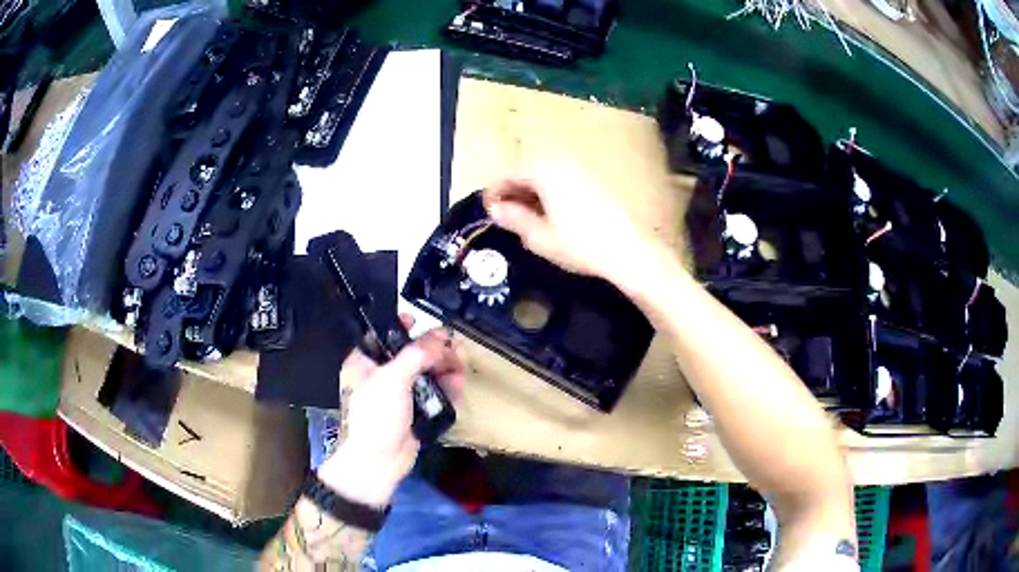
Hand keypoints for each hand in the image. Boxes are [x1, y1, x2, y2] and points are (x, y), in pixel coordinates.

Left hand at [317, 321, 464, 507]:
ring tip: (459, 367)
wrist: (378, 463)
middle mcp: (381, 376)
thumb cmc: (375, 417)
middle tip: (452, 348)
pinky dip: (446, 388)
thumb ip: (417, 354)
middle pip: (411, 354)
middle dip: (433, 350)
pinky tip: (457, 385)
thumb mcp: (392, 379)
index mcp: (365, 363)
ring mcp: (399, 395)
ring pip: (426, 373)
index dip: (402, 326)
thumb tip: (440, 337)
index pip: (383, 335)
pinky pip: (433, 394)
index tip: (422, 322)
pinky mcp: (414, 411)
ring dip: (444, 368)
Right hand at [483, 162, 659, 284]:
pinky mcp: (597, 181)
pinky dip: (552, 195)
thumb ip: (514, 219)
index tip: (487, 210)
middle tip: (505, 216)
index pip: (508, 174)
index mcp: (544, 170)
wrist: (631, 251)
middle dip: (514, 192)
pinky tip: (552, 216)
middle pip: (528, 171)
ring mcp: (582, 170)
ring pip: (547, 177)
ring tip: (527, 219)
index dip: (494, 192)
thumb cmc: (581, 244)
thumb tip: (496, 209)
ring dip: (533, 194)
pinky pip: (564, 181)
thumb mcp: (540, 237)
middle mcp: (562, 162)